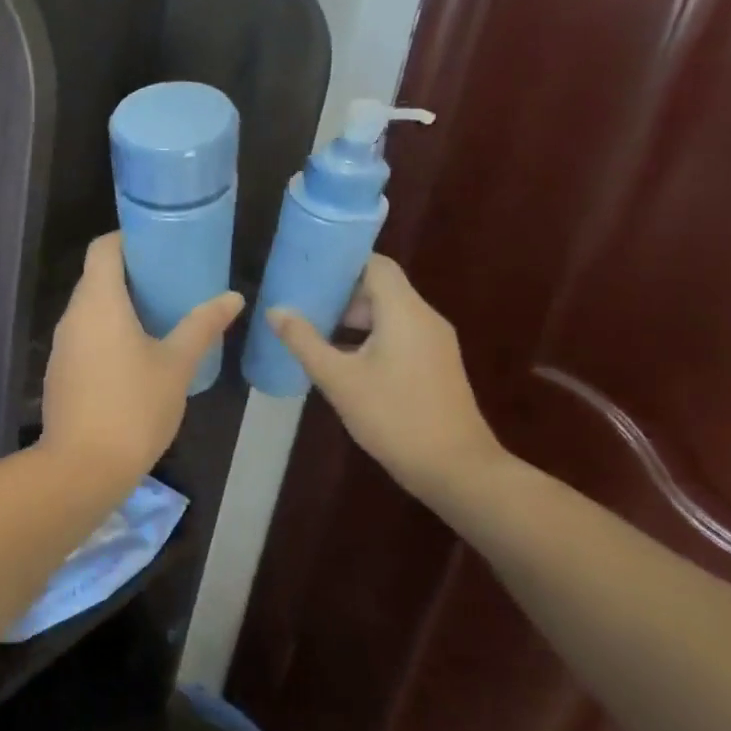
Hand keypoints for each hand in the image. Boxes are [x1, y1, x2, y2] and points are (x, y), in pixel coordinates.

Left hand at [40, 233, 243, 489]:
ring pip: (89, 310)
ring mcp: (61, 346)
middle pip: (96, 277)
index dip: (128, 239)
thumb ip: (202, 326)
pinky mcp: (59, 372)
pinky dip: (107, 332)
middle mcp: (72, 316)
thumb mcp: (177, 365)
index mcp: (98, 302)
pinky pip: (84, 336)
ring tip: (159, 315)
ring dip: (119, 306)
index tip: (160, 246)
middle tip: (171, 281)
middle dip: (131, 274)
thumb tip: (232, 297)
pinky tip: (134, 354)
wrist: (83, 466)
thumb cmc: (134, 407)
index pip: (104, 249)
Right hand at [268, 255, 502, 500]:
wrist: (455, 468)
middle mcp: (424, 318)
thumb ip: (304, 341)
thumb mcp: (339, 379)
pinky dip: (368, 337)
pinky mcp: (434, 365)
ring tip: (311, 331)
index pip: (375, 265)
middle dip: (339, 293)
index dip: (341, 262)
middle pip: (380, 288)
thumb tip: (275, 310)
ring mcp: (433, 343)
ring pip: (388, 314)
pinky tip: (340, 360)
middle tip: (300, 303)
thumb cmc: (394, 416)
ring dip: (351, 318)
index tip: (306, 269)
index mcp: (404, 312)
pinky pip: (398, 335)